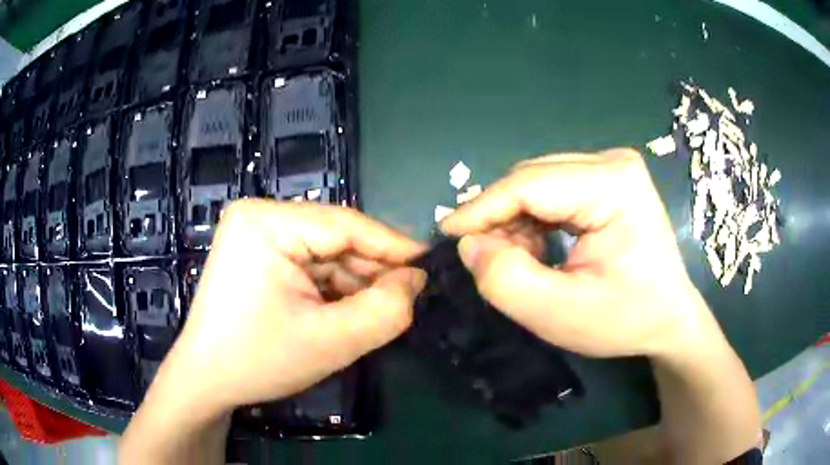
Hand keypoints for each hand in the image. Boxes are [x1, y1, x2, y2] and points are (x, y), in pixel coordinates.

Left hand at [167, 199, 425, 411]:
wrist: (207, 380)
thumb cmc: (259, 360)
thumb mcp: (331, 341)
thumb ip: (385, 310)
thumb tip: (416, 281)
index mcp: (266, 222)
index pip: (345, 225)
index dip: (393, 247)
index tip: (430, 266)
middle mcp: (259, 216)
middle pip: (334, 239)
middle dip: (371, 273)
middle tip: (407, 300)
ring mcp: (256, 234)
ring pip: (324, 254)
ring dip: (353, 284)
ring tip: (377, 312)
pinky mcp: (257, 254)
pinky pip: (308, 265)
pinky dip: (332, 289)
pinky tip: (345, 312)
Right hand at [442, 148, 716, 357]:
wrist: (670, 318)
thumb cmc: (626, 320)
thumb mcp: (561, 315)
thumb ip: (506, 281)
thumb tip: (469, 244)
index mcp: (613, 184)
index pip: (529, 184)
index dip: (481, 209)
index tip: (446, 236)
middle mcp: (613, 162)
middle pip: (532, 179)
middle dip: (500, 219)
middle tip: (484, 260)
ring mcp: (612, 167)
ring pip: (538, 184)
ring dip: (515, 221)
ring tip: (514, 260)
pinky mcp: (608, 179)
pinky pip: (553, 191)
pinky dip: (533, 220)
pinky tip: (535, 248)